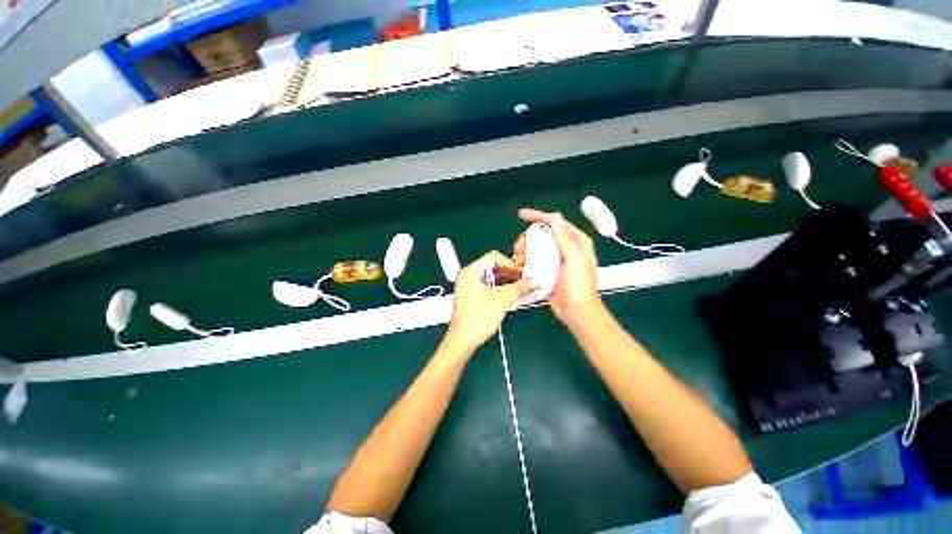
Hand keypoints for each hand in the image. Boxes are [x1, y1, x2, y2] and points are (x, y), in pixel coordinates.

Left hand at [444, 251, 533, 352]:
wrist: (463, 341)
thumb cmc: (478, 319)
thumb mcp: (500, 301)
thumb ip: (519, 288)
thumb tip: (536, 281)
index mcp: (471, 272)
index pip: (493, 257)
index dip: (510, 264)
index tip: (523, 274)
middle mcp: (469, 275)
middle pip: (494, 266)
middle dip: (511, 273)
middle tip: (527, 280)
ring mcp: (471, 285)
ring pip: (493, 277)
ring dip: (509, 282)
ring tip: (524, 287)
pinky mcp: (474, 295)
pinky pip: (491, 286)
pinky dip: (502, 289)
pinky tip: (515, 294)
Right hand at [518, 208, 603, 328]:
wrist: (576, 311)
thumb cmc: (578, 286)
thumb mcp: (574, 260)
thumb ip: (564, 239)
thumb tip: (555, 218)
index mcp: (576, 242)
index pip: (556, 222)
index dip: (539, 216)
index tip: (522, 215)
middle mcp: (566, 247)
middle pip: (543, 233)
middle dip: (528, 236)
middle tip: (519, 246)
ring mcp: (556, 259)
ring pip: (537, 246)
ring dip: (526, 248)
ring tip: (519, 257)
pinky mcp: (548, 269)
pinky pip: (535, 259)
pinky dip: (526, 259)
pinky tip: (521, 264)